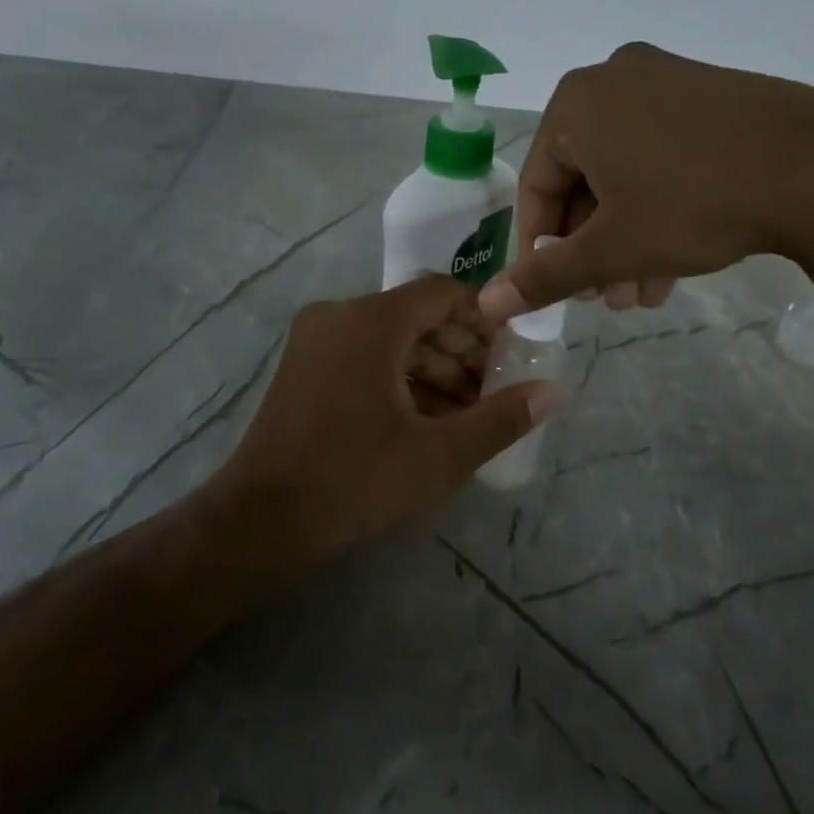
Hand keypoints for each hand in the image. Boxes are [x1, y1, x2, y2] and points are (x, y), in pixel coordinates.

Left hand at [218, 277, 559, 561]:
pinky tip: (426, 420)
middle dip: (462, 351)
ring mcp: (315, 340)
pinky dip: (399, 378)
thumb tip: (552, 392)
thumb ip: (499, 419)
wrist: (261, 520)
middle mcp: (338, 316)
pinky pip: (364, 356)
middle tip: (494, 392)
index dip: (485, 319)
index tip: (512, 354)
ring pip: (391, 338)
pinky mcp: (304, 367)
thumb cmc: (354, 480)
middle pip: (417, 315)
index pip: (442, 293)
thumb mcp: (438, 454)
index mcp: (369, 321)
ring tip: (467, 414)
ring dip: (433, 369)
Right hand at [480, 42, 813, 318]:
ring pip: (625, 175)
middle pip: (582, 182)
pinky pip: (661, 157)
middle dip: (593, 249)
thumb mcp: (612, 249)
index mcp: (575, 103)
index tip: (555, 291)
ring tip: (643, 294)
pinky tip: (674, 262)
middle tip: (608, 299)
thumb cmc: (694, 204)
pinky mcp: (709, 95)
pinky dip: (658, 208)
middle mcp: (614, 79)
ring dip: (626, 239)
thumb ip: (544, 276)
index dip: (540, 247)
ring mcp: (667, 81)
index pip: (536, 186)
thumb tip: (487, 305)